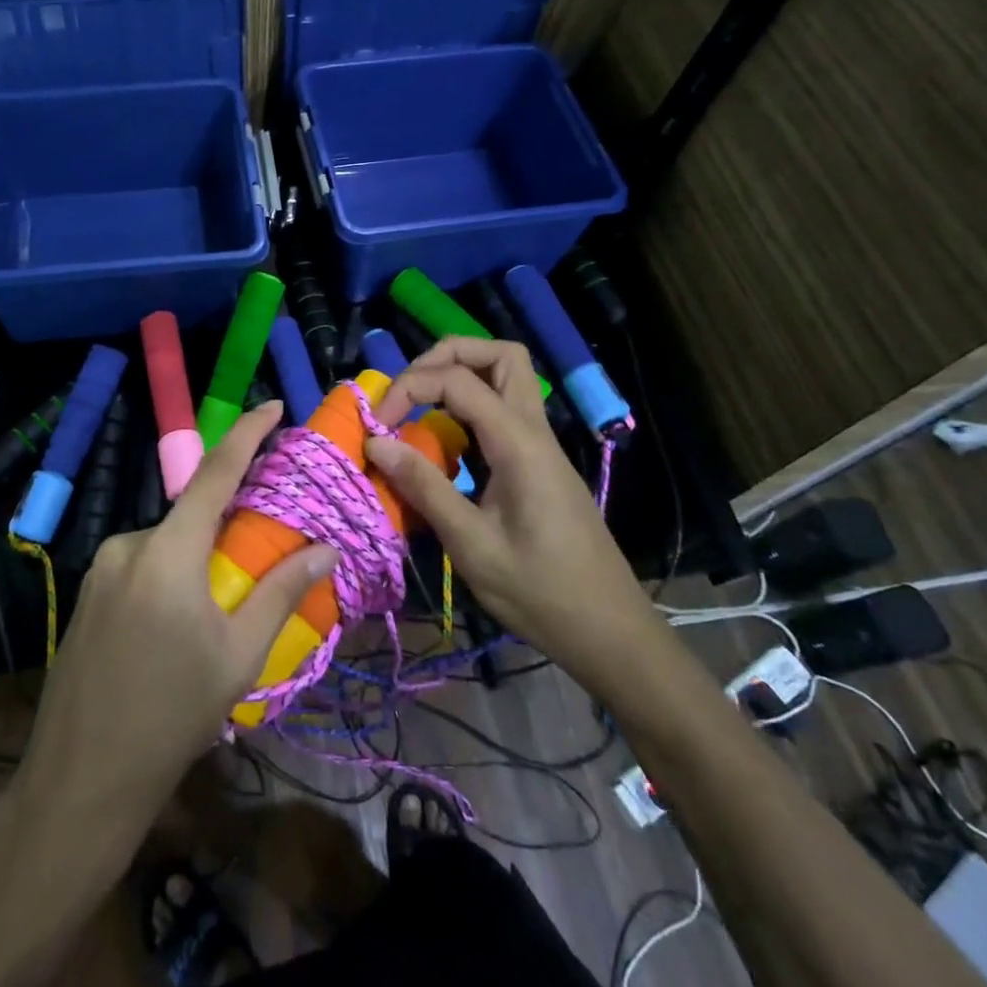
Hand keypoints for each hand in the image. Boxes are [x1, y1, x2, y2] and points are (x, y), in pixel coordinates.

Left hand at [13, 402, 338, 847]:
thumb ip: (281, 592)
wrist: (80, 780)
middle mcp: (128, 545)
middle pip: (191, 516)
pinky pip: (141, 565)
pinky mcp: (87, 592)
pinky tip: (174, 629)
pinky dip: (169, 576)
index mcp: (167, 552)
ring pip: (166, 544)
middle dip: (226, 526)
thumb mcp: (238, 656)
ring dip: (196, 560)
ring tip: (213, 617)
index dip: (247, 433)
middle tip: (257, 560)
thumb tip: (324, 547)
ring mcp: (101, 568)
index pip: (214, 474)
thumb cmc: (171, 717)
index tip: (274, 406)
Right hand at [367, 337, 662, 698]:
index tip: (377, 425)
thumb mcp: (472, 545)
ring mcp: (542, 446)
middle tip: (408, 389)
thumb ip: (424, 487)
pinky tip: (445, 440)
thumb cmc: (541, 593)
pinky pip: (505, 410)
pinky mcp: (540, 464)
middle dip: (447, 356)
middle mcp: (535, 431)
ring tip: (420, 405)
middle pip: (501, 354)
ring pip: (508, 377)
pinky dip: (470, 406)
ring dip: (462, 375)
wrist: (610, 632)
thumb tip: (376, 442)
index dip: (410, 388)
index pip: (459, 380)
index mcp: (519, 443)